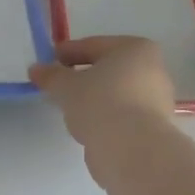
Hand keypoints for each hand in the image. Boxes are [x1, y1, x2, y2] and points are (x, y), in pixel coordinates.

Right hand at [29, 36, 176, 147]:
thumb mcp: (66, 86)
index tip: (48, 60)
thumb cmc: (100, 103)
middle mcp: (154, 70)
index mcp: (136, 49)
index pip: (94, 45)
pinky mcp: (155, 127)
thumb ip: (50, 75)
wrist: (131, 149)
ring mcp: (157, 100)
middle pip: (109, 69)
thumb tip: (37, 70)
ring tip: (70, 108)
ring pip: (116, 93)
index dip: (68, 52)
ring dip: (94, 98)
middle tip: (58, 84)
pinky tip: (87, 125)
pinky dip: (105, 116)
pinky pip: (122, 114)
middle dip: (83, 76)